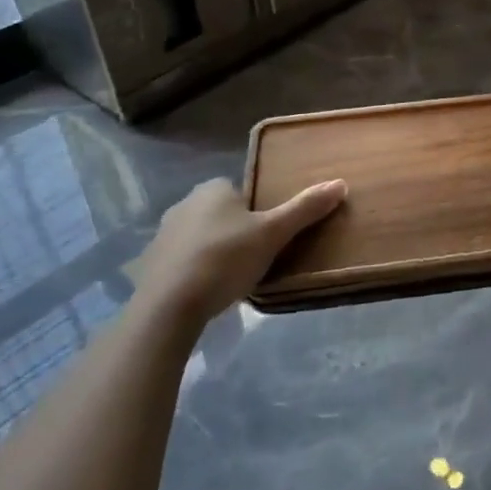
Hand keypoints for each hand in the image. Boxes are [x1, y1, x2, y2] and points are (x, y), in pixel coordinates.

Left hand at [132, 176, 346, 325]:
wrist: (168, 305)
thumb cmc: (225, 259)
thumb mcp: (273, 234)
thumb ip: (305, 208)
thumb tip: (340, 183)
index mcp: (213, 188)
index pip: (242, 192)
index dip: (258, 213)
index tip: (269, 237)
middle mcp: (184, 203)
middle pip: (222, 214)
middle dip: (237, 232)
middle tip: (255, 259)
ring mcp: (163, 234)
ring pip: (201, 237)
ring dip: (215, 252)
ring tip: (232, 279)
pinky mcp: (150, 263)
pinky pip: (181, 260)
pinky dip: (194, 271)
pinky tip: (206, 292)